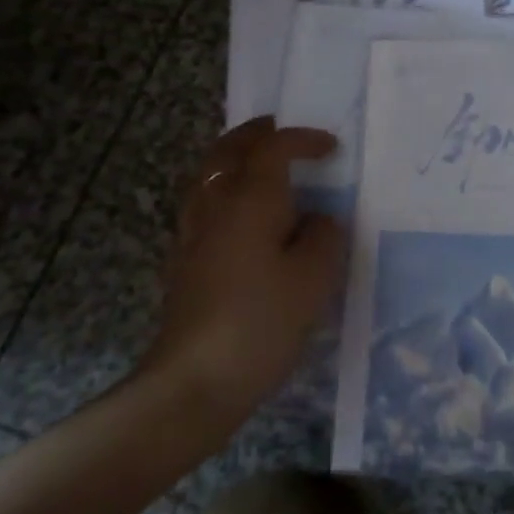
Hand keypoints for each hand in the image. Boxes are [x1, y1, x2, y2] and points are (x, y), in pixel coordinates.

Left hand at [138, 117, 344, 419]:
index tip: (331, 148)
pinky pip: (202, 204)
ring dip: (234, 159)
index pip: (273, 147)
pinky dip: (223, 191)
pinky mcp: (183, 262)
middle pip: (228, 150)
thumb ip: (324, 236)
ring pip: (208, 175)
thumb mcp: (315, 277)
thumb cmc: (262, 320)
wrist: (194, 380)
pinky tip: (240, 216)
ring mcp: (192, 233)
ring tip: (260, 167)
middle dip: (255, 134)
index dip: (303, 139)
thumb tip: (317, 220)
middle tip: (280, 132)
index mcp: (250, 198)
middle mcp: (215, 204)